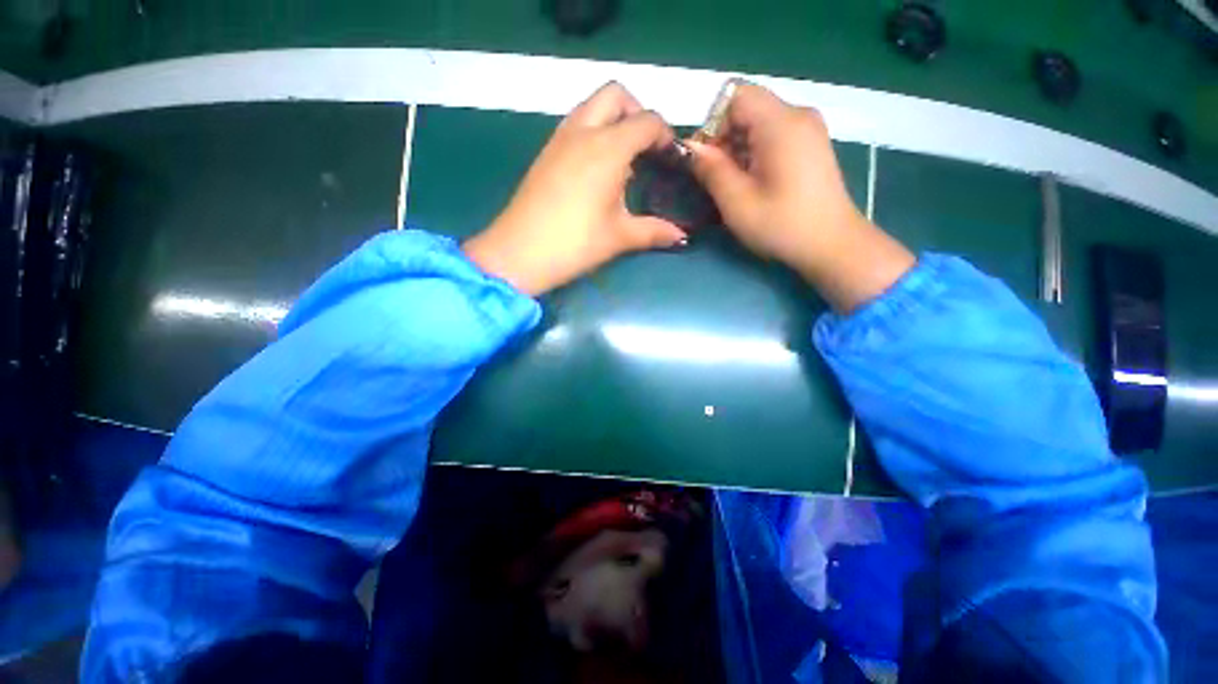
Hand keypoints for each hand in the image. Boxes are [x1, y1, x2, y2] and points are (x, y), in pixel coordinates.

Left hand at [464, 83, 686, 295]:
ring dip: (613, 120)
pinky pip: (575, 125)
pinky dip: (593, 132)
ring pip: (591, 106)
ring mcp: (559, 139)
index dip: (665, 134)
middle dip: (637, 112)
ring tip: (623, 160)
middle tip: (645, 147)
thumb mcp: (620, 236)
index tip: (671, 158)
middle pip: (615, 95)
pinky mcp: (545, 152)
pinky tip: (596, 171)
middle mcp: (583, 131)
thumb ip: (654, 231)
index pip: (647, 121)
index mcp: (608, 148)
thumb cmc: (576, 243)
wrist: (520, 253)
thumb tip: (682, 237)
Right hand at [686, 82, 914, 312]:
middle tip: (717, 178)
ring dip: (739, 149)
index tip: (709, 160)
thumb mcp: (737, 201)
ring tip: (736, 185)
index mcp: (781, 123)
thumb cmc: (781, 225)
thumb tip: (691, 148)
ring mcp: (808, 129)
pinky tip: (755, 183)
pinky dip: (755, 153)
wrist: (831, 245)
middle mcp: (798, 115)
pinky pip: (774, 135)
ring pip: (759, 123)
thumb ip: (711, 169)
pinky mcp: (811, 144)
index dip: (714, 124)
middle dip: (724, 139)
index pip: (736, 96)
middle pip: (748, 108)